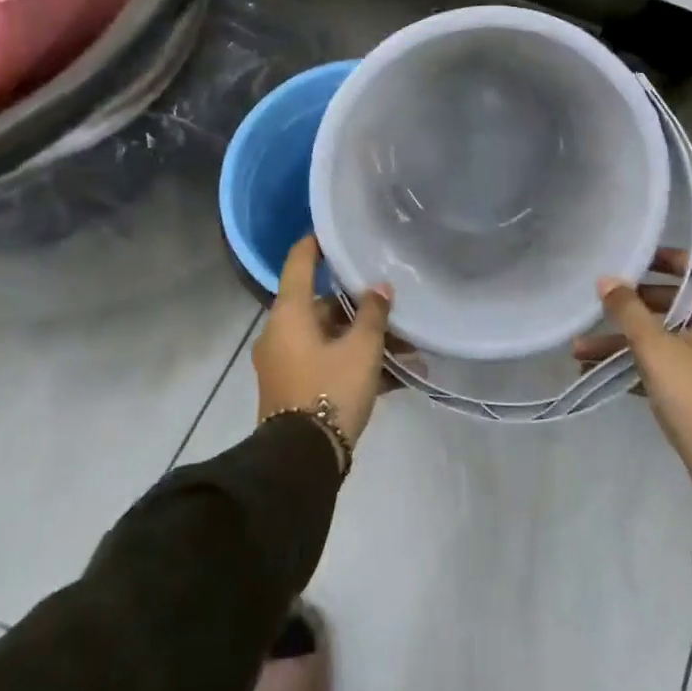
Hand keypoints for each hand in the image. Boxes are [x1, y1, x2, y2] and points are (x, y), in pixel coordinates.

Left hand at [253, 236, 394, 462]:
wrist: (301, 461)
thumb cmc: (330, 390)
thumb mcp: (361, 349)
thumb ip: (373, 313)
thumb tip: (380, 288)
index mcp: (290, 313)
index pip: (300, 262)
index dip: (317, 242)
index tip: (335, 229)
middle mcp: (282, 332)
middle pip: (324, 305)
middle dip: (361, 307)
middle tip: (394, 306)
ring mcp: (286, 362)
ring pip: (331, 338)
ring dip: (366, 341)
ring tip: (409, 351)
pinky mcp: (295, 388)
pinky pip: (329, 364)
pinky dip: (356, 364)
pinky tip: (398, 376)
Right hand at [577, 248, 691, 485]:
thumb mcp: (656, 347)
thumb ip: (628, 311)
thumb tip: (606, 280)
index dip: (669, 258)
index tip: (636, 258)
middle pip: (673, 303)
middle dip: (631, 306)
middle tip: (601, 303)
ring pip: (662, 338)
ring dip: (623, 341)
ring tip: (578, 350)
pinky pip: (662, 365)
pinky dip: (634, 365)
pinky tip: (594, 372)